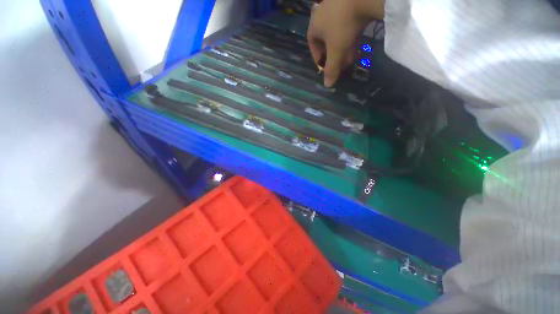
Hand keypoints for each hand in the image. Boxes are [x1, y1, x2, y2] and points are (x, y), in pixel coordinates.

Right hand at [307, 0, 383, 86]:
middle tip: (339, 64)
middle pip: (325, 40)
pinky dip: (349, 35)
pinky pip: (346, 23)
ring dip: (342, 47)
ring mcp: (335, 5)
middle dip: (333, 55)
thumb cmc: (343, 25)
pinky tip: (356, 43)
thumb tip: (327, 86)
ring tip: (350, 58)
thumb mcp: (336, 51)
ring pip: (336, 32)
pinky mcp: (348, 2)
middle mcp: (321, 14)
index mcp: (314, 25)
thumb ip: (331, 69)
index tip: (323, 66)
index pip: (312, 44)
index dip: (317, 57)